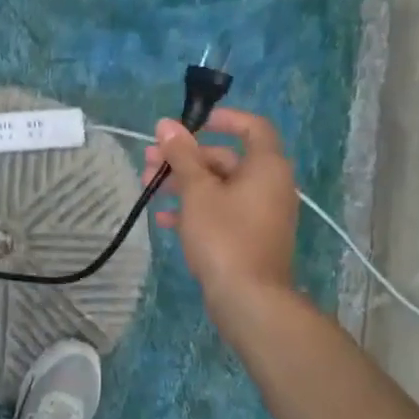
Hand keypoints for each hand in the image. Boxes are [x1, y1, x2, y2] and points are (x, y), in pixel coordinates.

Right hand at [144, 107, 299, 309]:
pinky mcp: (251, 237)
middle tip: (151, 160)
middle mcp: (270, 185)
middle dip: (186, 157)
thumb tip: (167, 124)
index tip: (192, 123)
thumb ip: (182, 155)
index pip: (253, 127)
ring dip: (185, 183)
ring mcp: (262, 213)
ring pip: (220, 186)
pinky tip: (164, 219)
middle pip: (227, 158)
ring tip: (148, 187)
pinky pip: (223, 211)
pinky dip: (196, 209)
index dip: (223, 120)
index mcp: (266, 166)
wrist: (249, 299)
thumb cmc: (224, 236)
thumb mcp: (197, 191)